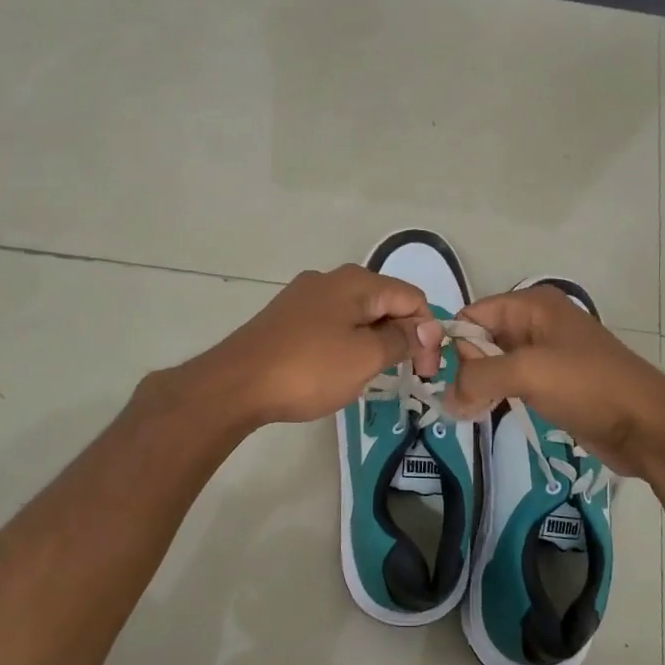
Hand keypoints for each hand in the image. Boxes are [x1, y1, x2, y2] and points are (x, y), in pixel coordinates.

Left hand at [188, 265, 442, 426]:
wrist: (236, 384)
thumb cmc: (308, 369)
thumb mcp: (365, 357)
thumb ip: (401, 340)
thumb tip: (427, 328)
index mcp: (356, 282)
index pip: (412, 297)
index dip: (428, 332)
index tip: (427, 371)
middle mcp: (331, 279)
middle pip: (385, 303)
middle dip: (402, 336)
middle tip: (405, 375)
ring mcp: (305, 297)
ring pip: (358, 315)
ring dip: (374, 342)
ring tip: (370, 376)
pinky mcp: (287, 318)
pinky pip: (332, 325)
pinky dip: (347, 344)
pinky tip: (338, 370)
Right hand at [447, 286, 664, 476]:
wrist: (647, 425)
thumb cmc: (587, 386)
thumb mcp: (527, 372)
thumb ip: (478, 378)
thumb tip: (447, 397)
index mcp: (533, 305)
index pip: (474, 314)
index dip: (456, 343)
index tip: (445, 378)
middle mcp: (538, 323)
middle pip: (482, 338)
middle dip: (466, 368)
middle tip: (461, 403)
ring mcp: (547, 354)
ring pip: (495, 363)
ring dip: (480, 386)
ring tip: (471, 413)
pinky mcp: (554, 383)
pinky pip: (512, 383)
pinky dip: (497, 396)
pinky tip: (489, 414)